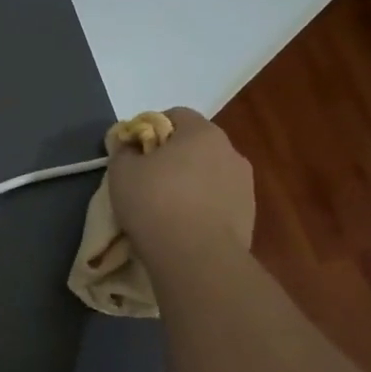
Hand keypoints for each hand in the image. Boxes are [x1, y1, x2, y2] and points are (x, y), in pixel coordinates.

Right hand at [108, 107, 254, 260]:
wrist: (196, 257)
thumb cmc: (154, 202)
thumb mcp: (121, 171)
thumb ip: (123, 150)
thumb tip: (129, 145)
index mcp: (202, 133)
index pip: (176, 114)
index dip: (151, 127)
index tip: (134, 149)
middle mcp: (230, 151)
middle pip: (196, 144)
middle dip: (173, 155)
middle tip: (147, 177)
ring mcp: (244, 184)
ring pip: (209, 172)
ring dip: (190, 181)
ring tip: (166, 205)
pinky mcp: (249, 214)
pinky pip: (219, 199)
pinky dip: (203, 204)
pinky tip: (184, 224)